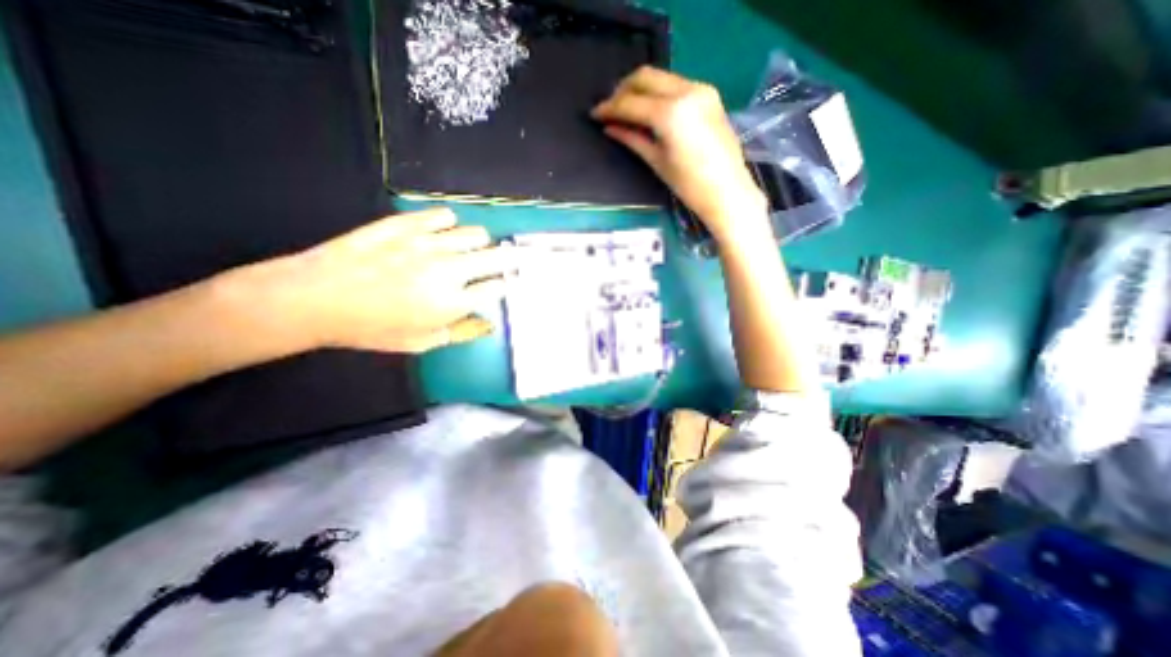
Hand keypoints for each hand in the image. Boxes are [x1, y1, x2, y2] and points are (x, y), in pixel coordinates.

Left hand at [230, 209, 512, 353]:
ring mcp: (428, 243)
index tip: (501, 285)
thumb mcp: (420, 342)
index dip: (503, 286)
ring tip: (469, 250)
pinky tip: (441, 233)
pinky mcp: (407, 224)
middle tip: (505, 261)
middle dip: (508, 260)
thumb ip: (461, 332)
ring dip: (479, 244)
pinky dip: (450, 225)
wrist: (314, 298)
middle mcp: (449, 269)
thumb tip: (490, 324)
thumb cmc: (371, 328)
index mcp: (452, 302)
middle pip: (497, 257)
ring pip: (476, 234)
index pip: (497, 287)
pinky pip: (444, 216)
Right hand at [597, 67, 769, 241]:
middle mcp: (686, 91)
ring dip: (641, 89)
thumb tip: (609, 127)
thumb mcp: (657, 161)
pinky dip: (659, 93)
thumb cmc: (689, 185)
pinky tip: (650, 111)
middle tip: (610, 109)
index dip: (610, 108)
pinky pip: (676, 84)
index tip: (595, 114)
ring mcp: (701, 89)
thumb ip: (632, 138)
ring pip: (661, 77)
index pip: (631, 102)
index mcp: (671, 113)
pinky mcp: (709, 95)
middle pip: (645, 76)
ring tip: (627, 110)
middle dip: (623, 90)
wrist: (728, 192)